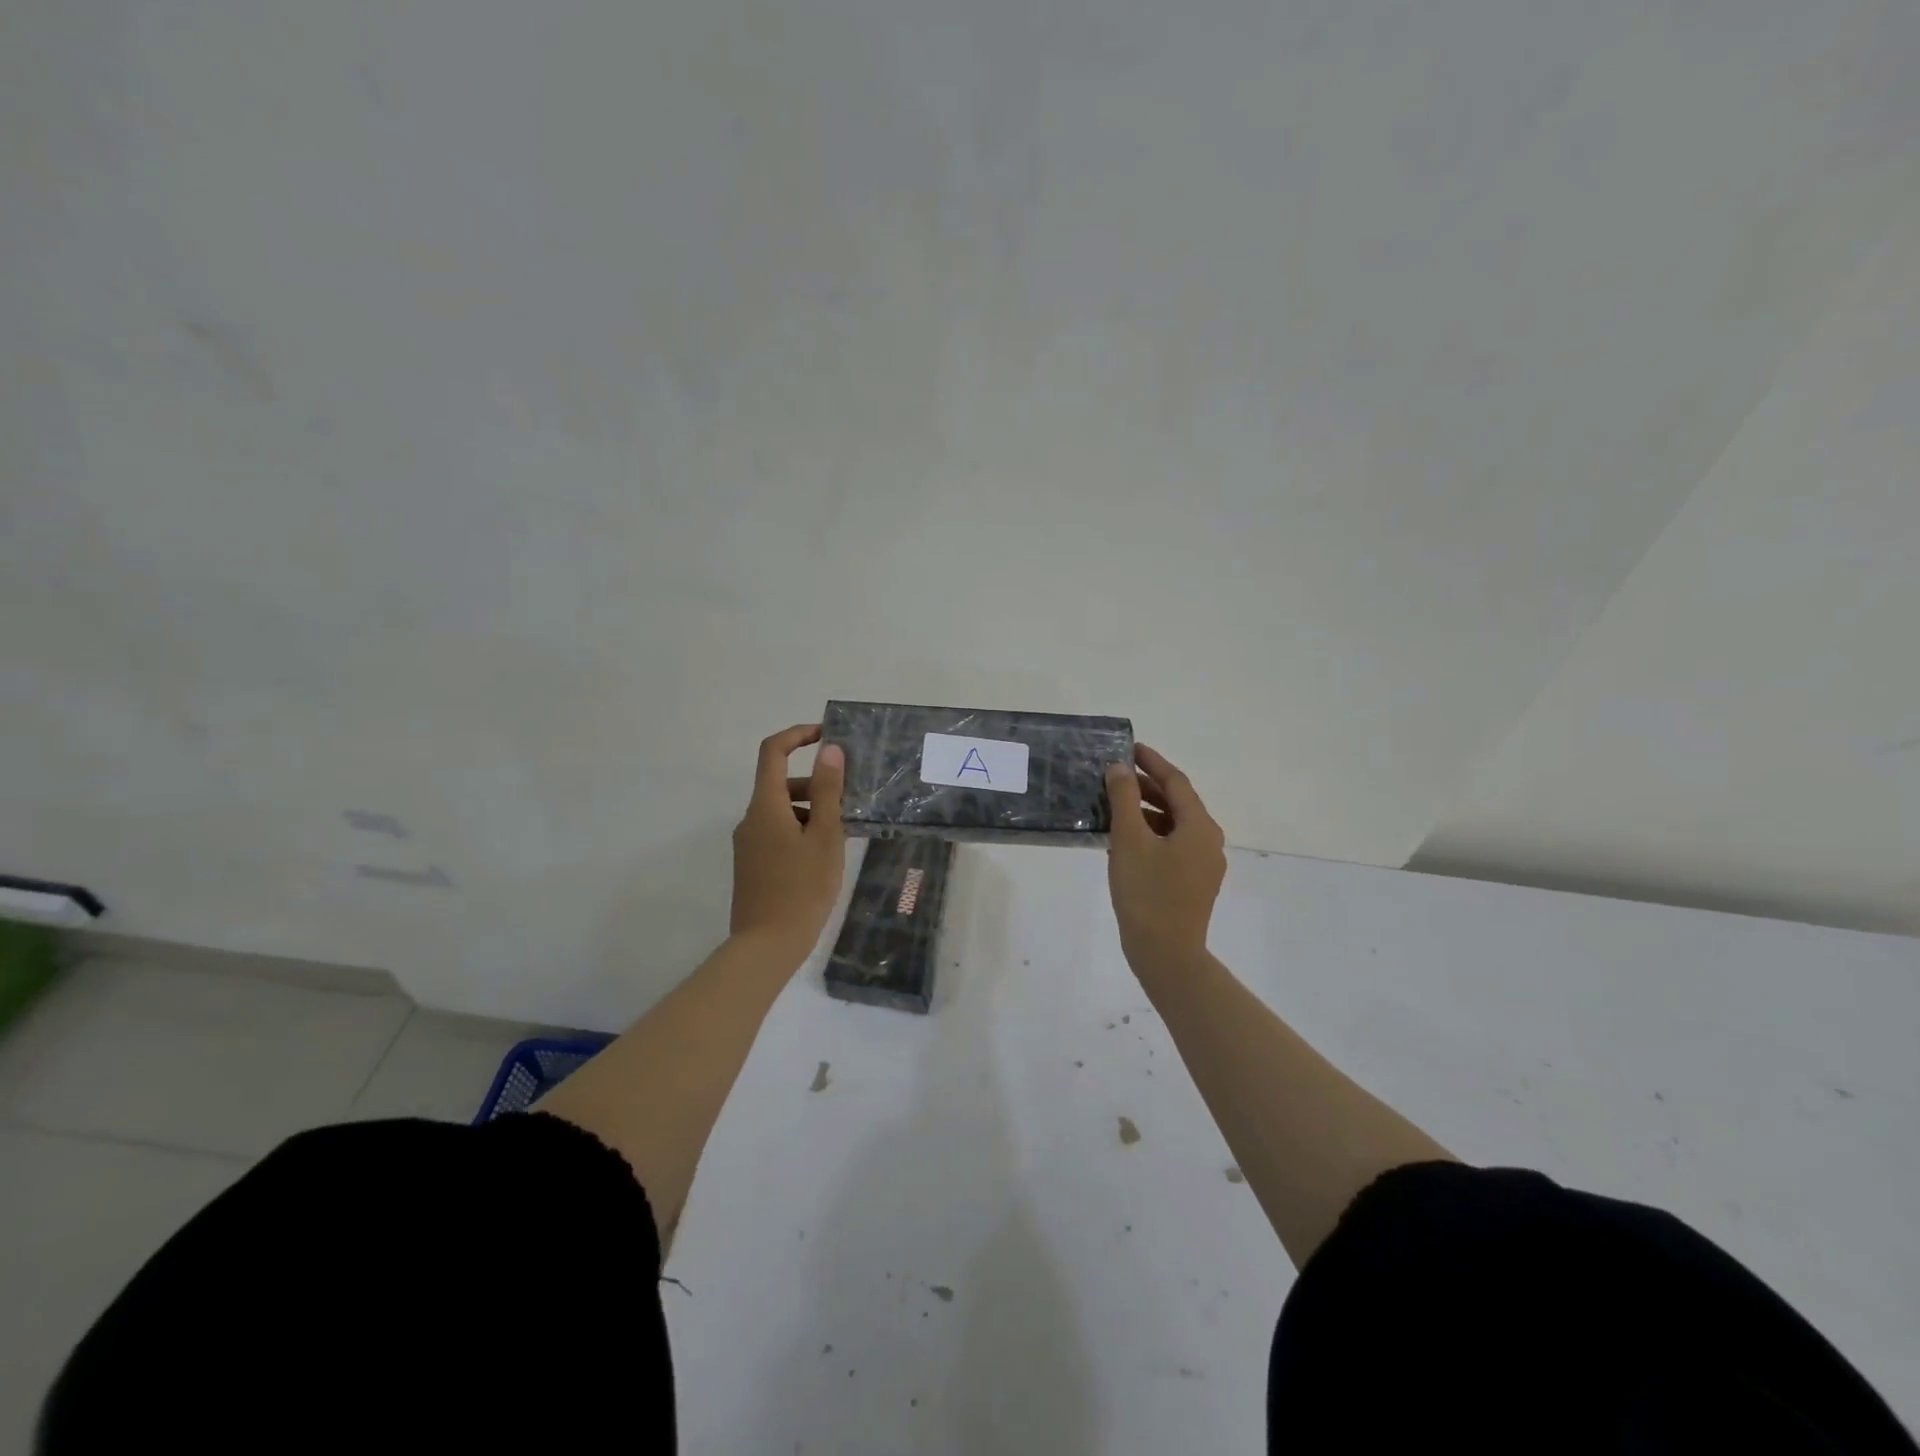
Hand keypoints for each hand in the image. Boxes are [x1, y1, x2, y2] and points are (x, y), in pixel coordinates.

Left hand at [730, 724, 846, 957]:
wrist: (766, 946)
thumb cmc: (802, 888)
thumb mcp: (825, 836)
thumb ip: (828, 790)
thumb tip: (830, 749)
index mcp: (765, 806)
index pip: (772, 751)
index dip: (797, 735)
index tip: (826, 735)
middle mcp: (750, 819)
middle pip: (780, 783)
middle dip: (815, 785)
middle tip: (849, 804)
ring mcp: (748, 843)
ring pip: (781, 811)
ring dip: (811, 811)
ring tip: (841, 837)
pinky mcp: (751, 864)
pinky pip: (777, 832)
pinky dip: (800, 831)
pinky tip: (823, 858)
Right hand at [1105, 744, 1226, 965]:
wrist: (1165, 954)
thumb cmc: (1147, 892)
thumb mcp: (1129, 839)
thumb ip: (1124, 798)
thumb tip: (1120, 768)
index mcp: (1199, 826)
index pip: (1176, 782)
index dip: (1152, 762)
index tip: (1129, 748)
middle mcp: (1209, 841)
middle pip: (1178, 803)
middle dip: (1147, 786)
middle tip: (1116, 776)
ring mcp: (1204, 865)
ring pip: (1174, 825)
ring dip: (1147, 812)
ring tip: (1114, 807)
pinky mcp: (1193, 884)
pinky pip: (1173, 846)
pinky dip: (1151, 834)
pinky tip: (1125, 841)